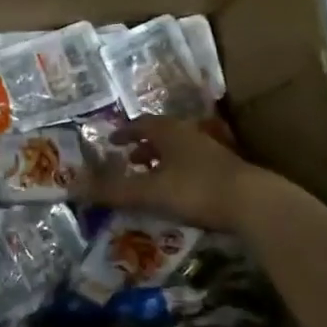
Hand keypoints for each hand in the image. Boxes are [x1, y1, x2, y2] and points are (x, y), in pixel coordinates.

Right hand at [90, 116, 282, 234]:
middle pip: (162, 135)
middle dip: (144, 146)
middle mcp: (190, 135)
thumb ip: (114, 190)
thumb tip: (74, 187)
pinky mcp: (227, 172)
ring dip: (163, 160)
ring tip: (151, 177)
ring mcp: (212, 152)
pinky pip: (194, 166)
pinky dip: (179, 174)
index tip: (111, 140)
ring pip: (180, 151)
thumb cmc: (196, 189)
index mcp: (169, 132)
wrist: (253, 203)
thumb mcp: (150, 191)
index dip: (125, 132)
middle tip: (128, 159)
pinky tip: (180, 193)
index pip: (141, 124)